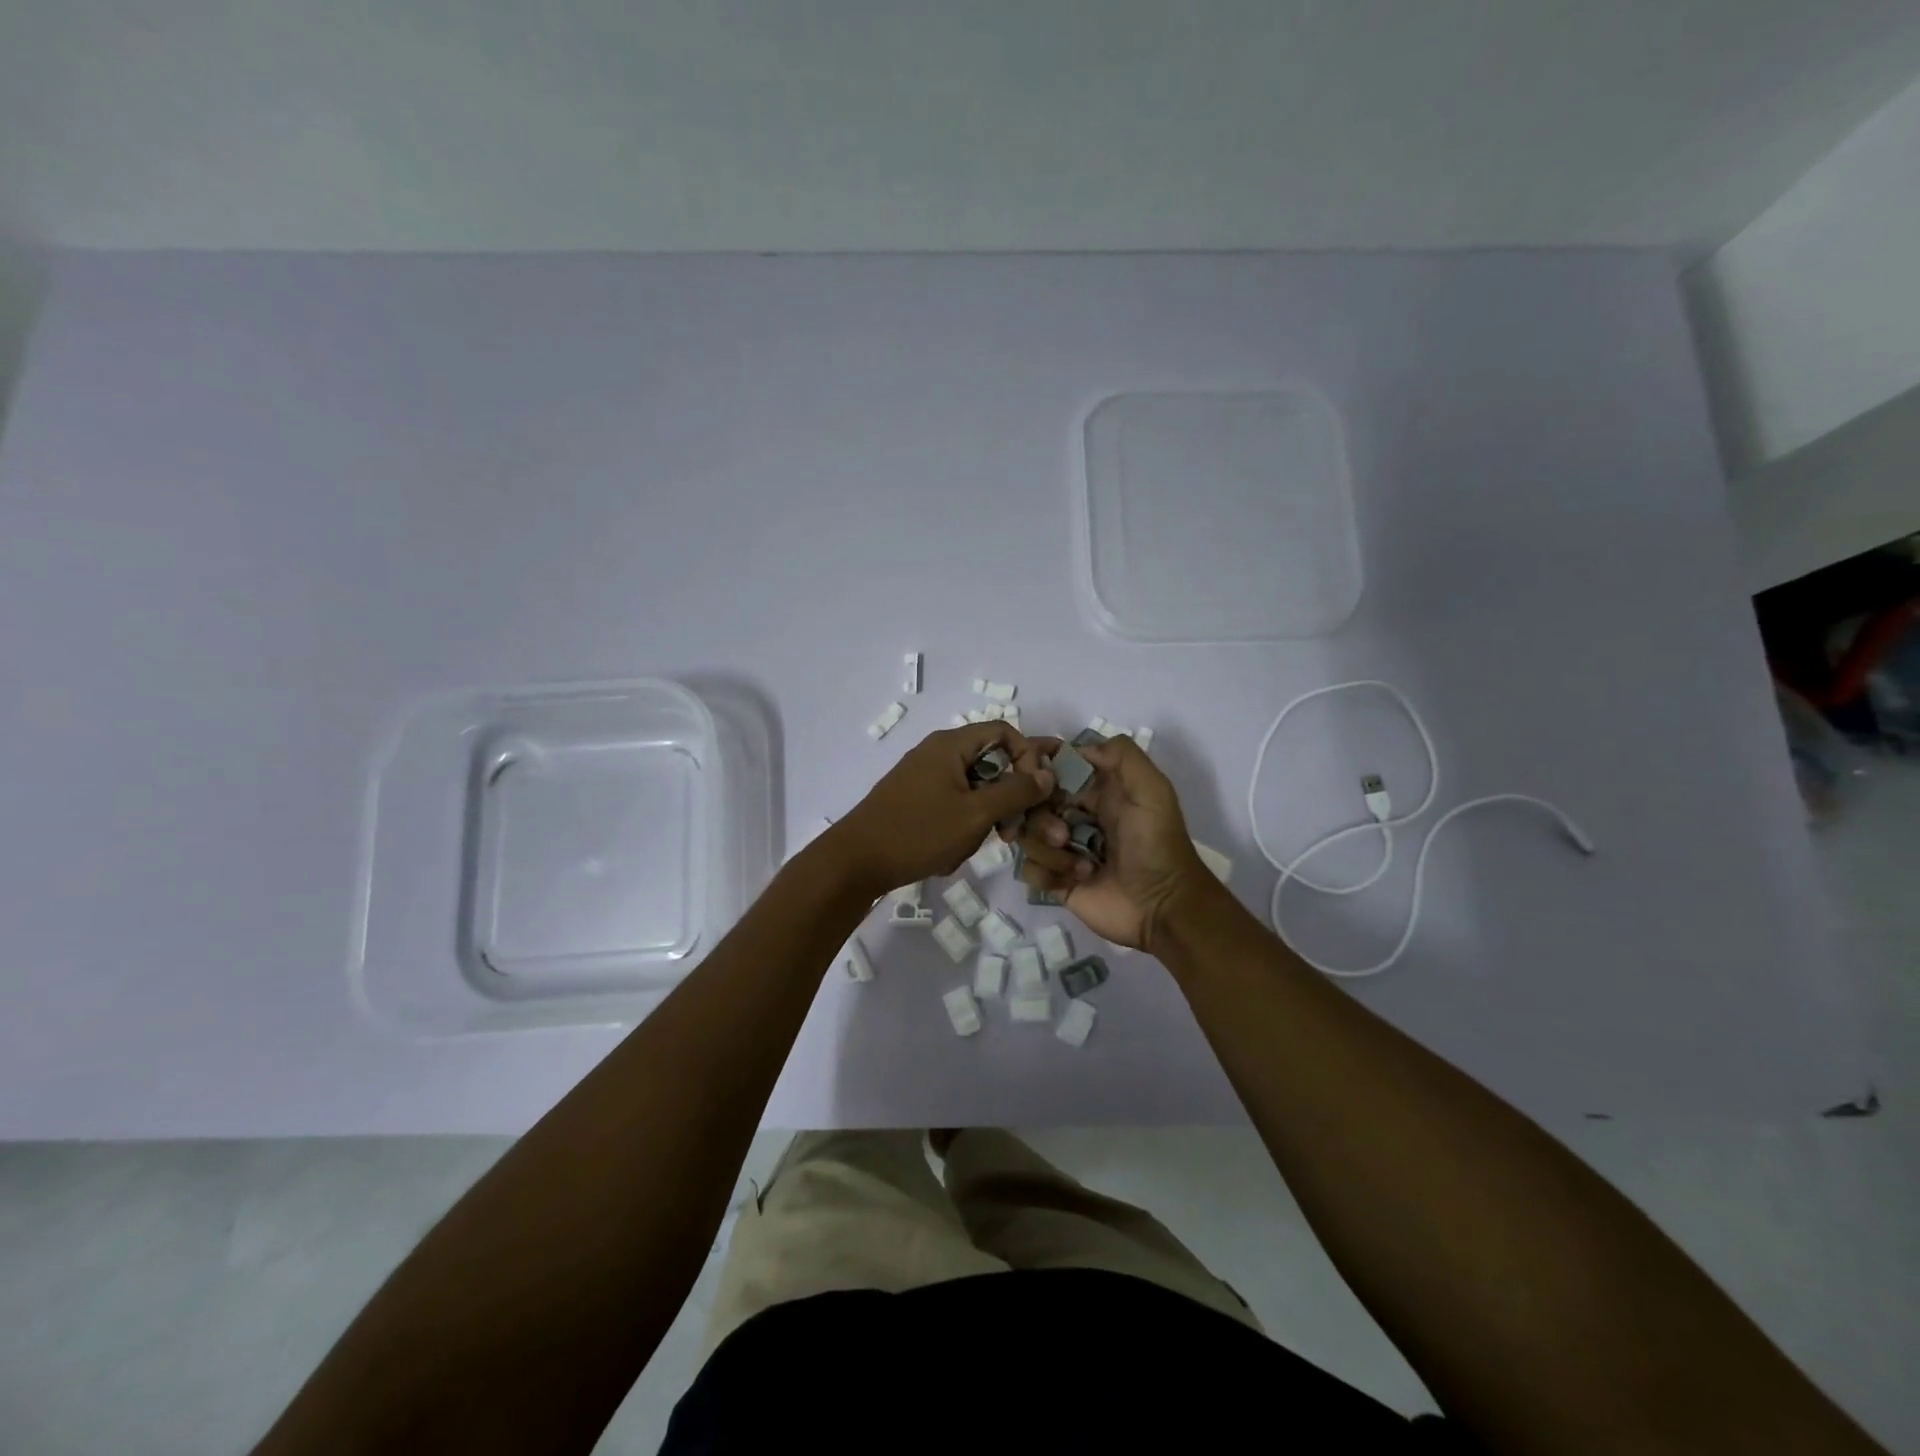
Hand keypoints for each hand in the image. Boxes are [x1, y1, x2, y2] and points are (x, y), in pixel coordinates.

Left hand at [827, 724, 1054, 894]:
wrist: (856, 862)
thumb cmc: (918, 832)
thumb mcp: (975, 814)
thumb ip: (1015, 792)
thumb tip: (1047, 773)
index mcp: (951, 744)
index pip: (1004, 732)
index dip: (1027, 757)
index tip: (1035, 792)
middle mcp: (938, 753)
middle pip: (991, 762)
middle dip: (1007, 797)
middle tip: (1013, 829)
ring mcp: (924, 778)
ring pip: (974, 789)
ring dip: (984, 817)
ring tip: (976, 845)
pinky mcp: (916, 801)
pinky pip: (954, 805)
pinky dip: (962, 826)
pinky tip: (952, 852)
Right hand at [1011, 736, 1211, 951]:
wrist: (1163, 907)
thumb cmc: (1156, 844)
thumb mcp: (1152, 790)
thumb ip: (1122, 756)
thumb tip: (1077, 748)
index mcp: (1095, 791)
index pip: (1053, 769)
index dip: (1037, 769)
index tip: (1029, 775)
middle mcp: (1075, 815)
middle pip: (1032, 803)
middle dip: (1041, 818)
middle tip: (1063, 835)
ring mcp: (1063, 848)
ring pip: (1027, 835)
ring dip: (1049, 849)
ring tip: (1081, 864)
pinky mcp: (1056, 880)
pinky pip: (1029, 868)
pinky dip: (1047, 873)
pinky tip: (1075, 880)